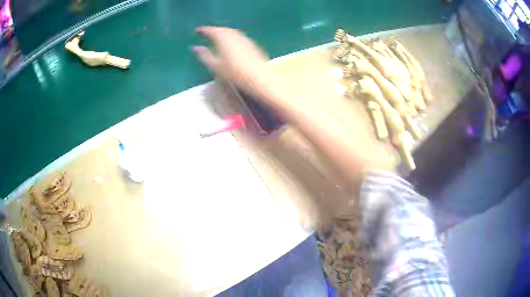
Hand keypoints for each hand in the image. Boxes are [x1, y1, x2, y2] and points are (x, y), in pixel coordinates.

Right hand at [193, 26, 274, 98]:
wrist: (259, 77)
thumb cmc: (234, 73)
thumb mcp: (215, 66)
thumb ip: (204, 55)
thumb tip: (194, 47)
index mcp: (222, 38)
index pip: (210, 30)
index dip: (203, 30)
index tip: (197, 31)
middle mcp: (234, 35)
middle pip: (222, 29)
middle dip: (213, 30)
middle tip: (206, 34)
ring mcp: (244, 38)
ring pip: (231, 32)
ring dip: (223, 33)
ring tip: (217, 38)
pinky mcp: (252, 44)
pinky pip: (239, 36)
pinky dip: (232, 37)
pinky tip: (231, 44)